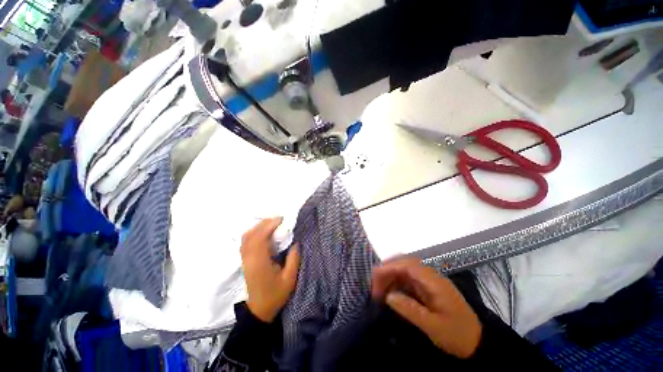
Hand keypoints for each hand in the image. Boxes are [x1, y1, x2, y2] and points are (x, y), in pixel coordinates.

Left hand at [240, 217, 300, 322]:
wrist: (259, 310)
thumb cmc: (275, 295)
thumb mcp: (289, 278)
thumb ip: (293, 259)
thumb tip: (295, 242)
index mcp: (260, 262)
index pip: (260, 238)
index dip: (269, 225)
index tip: (281, 219)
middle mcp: (249, 258)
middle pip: (251, 234)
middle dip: (264, 223)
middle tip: (279, 219)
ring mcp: (245, 259)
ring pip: (246, 237)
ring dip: (258, 227)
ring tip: (272, 224)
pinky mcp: (245, 260)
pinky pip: (245, 241)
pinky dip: (254, 233)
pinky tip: (263, 232)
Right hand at [372, 258, 481, 358]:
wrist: (478, 343)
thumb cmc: (457, 335)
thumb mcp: (434, 327)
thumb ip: (411, 310)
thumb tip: (388, 296)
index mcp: (434, 281)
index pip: (408, 264)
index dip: (390, 266)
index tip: (375, 275)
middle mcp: (430, 277)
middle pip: (404, 264)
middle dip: (388, 270)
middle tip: (374, 285)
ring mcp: (429, 282)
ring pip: (405, 271)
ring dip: (391, 277)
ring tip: (379, 291)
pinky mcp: (427, 289)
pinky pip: (408, 280)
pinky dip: (396, 284)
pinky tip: (390, 294)